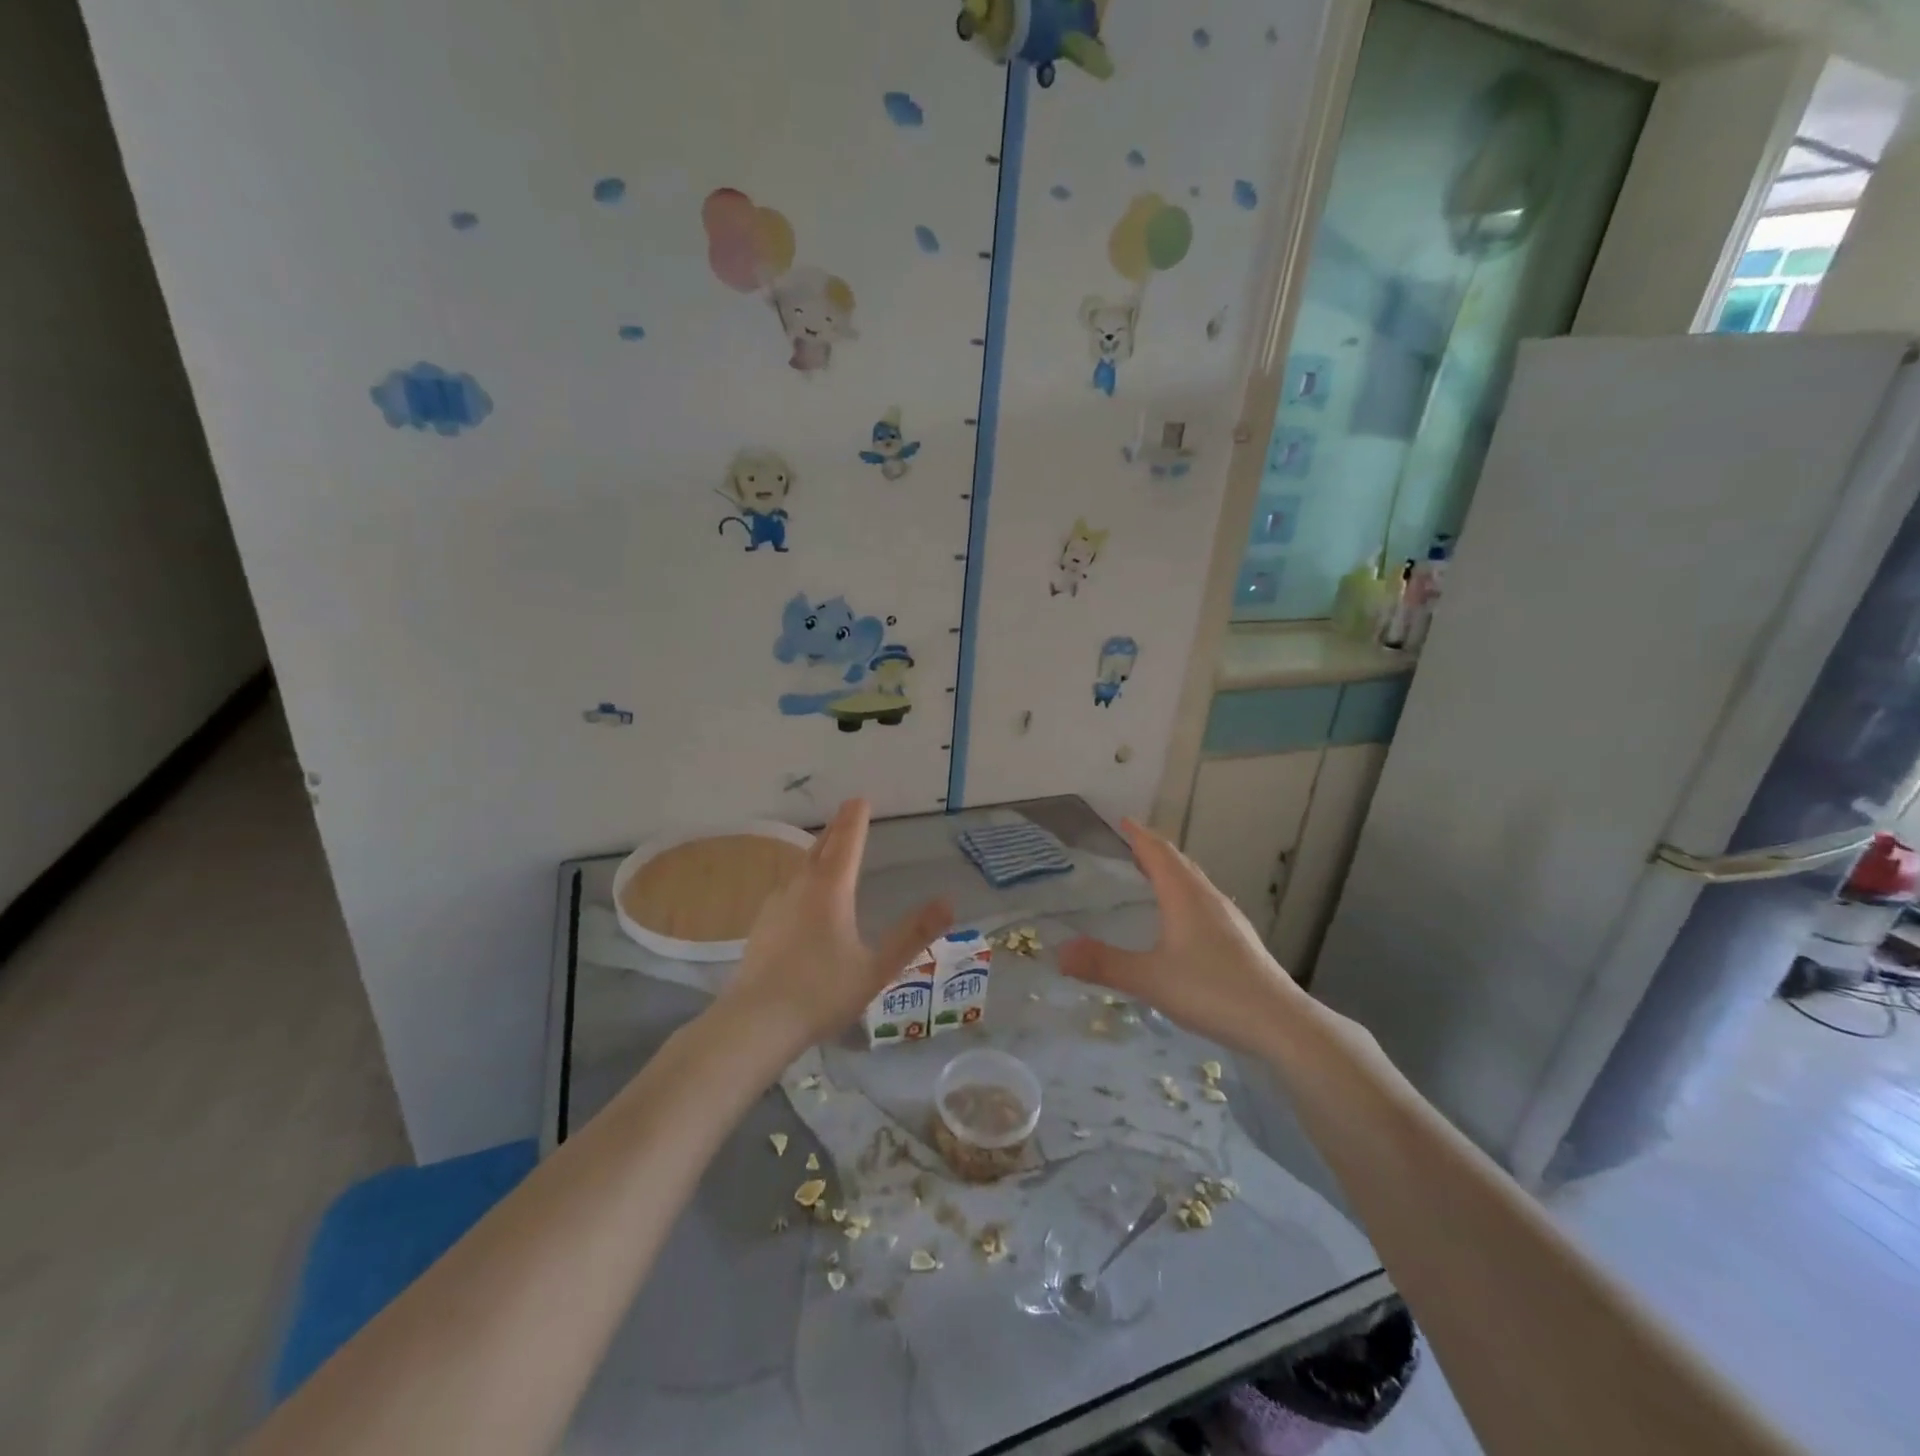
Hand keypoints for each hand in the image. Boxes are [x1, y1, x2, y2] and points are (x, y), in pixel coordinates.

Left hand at [717, 798, 950, 1058]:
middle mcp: (801, 888)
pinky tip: (801, 892)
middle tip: (848, 812)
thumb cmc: (821, 994)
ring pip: (801, 867)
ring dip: (818, 851)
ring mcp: (776, 906)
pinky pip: (788, 887)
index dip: (855, 820)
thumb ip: (912, 935)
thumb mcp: (877, 968)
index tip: (860, 798)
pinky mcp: (761, 926)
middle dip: (837, 829)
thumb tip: (948, 902)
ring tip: (828, 846)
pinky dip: (803, 876)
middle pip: (821, 848)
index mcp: (830, 891)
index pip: (847, 844)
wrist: (754, 1023)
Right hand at [1059, 818, 1306, 1055]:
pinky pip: (1205, 901)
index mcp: (1185, 896)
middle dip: (1154, 849)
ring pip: (1195, 882)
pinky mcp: (1239, 938)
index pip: (1158, 853)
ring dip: (1172, 871)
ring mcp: (1228, 918)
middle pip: (1179, 862)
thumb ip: (1103, 964)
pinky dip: (1185, 893)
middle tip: (1132, 843)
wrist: (1279, 1022)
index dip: (1139, 835)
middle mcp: (1208, 898)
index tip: (1123, 820)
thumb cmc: (1211, 990)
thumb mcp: (1148, 978)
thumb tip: (1059, 951)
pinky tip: (1184, 917)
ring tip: (1154, 873)